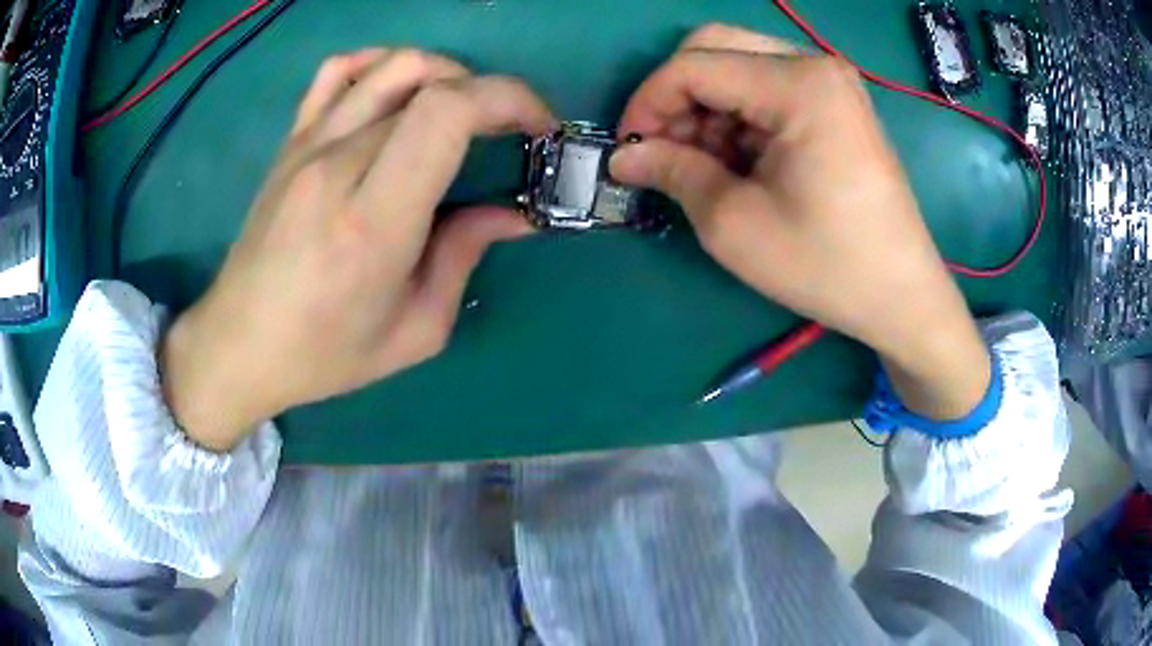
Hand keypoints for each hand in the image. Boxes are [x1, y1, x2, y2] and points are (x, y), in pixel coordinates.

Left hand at [161, 49, 554, 450]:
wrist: (239, 345)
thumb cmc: (325, 353)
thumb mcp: (414, 330)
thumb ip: (465, 257)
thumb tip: (513, 214)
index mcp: (373, 220)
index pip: (448, 112)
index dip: (509, 100)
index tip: (538, 129)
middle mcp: (338, 165)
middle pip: (430, 83)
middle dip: (491, 95)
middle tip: (509, 133)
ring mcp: (308, 145)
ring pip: (391, 65)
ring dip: (446, 73)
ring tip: (462, 110)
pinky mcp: (291, 142)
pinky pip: (337, 72)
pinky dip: (381, 63)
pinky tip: (398, 91)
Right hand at [611, 24, 990, 419]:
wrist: (901, 296)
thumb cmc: (826, 265)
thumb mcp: (735, 224)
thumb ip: (673, 172)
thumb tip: (624, 157)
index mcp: (798, 85)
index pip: (693, 66)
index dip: (648, 103)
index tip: (628, 150)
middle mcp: (815, 66)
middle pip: (715, 48)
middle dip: (676, 96)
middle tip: (663, 150)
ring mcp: (829, 83)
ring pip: (738, 65)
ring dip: (706, 108)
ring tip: (700, 165)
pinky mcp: (835, 104)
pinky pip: (766, 87)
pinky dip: (736, 116)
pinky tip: (736, 161)